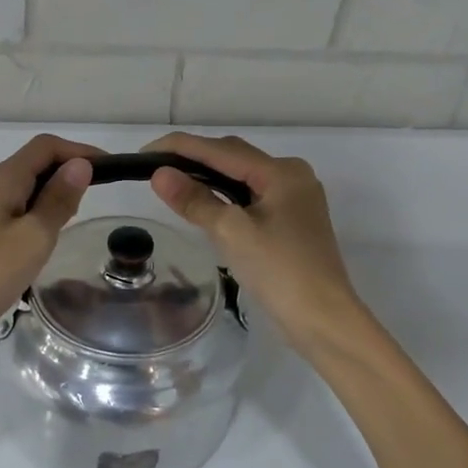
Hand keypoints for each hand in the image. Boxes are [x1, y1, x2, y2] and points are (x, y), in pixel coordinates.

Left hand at [0, 134, 99, 356]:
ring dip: (55, 193)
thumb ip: (58, 200)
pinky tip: (50, 236)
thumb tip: (81, 164)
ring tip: (77, 217)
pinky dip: (40, 213)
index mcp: (3, 180)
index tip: (112, 170)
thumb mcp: (34, 237)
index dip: (80, 151)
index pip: (46, 147)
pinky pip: (18, 210)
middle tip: (97, 197)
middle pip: (36, 163)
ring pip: (28, 188)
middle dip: (69, 170)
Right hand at [144, 132, 365, 356]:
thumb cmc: (279, 271)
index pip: (221, 149)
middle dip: (193, 159)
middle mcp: (291, 176)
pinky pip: (250, 196)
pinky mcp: (291, 221)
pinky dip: (224, 196)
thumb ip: (195, 200)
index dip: (180, 147)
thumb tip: (160, 174)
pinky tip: (203, 204)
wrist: (323, 320)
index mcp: (281, 172)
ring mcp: (294, 199)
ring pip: (242, 177)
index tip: (144, 152)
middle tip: (153, 170)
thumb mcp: (231, 232)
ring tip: (171, 183)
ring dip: (208, 177)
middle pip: (234, 157)